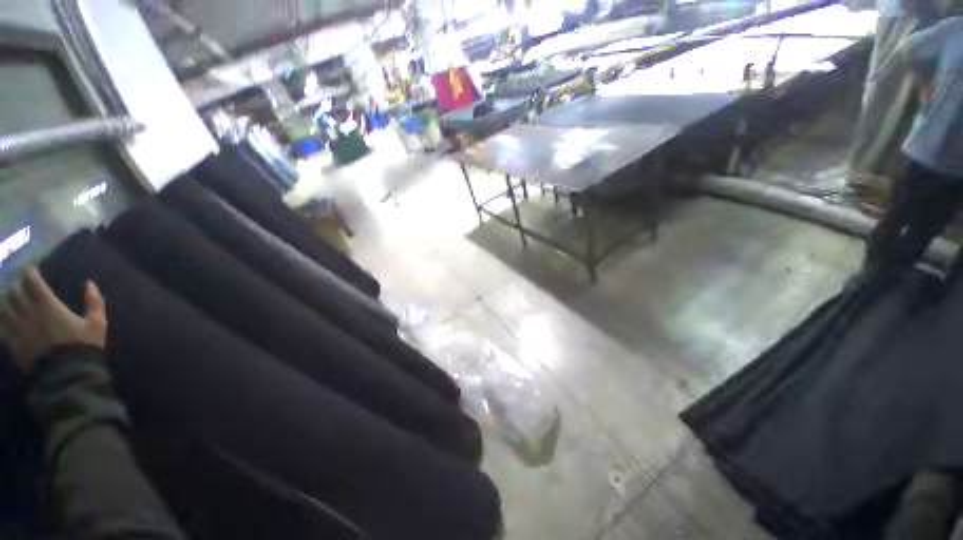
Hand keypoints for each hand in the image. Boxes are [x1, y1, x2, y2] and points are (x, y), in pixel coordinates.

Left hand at [0, 267, 106, 371]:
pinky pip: (1, 328)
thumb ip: (95, 303)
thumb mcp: (97, 324)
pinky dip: (1, 321)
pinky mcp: (13, 343)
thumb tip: (90, 284)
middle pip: (14, 293)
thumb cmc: (84, 346)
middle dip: (15, 288)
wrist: (68, 374)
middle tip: (19, 286)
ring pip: (3, 308)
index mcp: (48, 305)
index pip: (33, 282)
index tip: (30, 269)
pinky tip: (3, 320)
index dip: (30, 273)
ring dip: (6, 303)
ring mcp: (18, 329)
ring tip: (9, 302)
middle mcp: (29, 312)